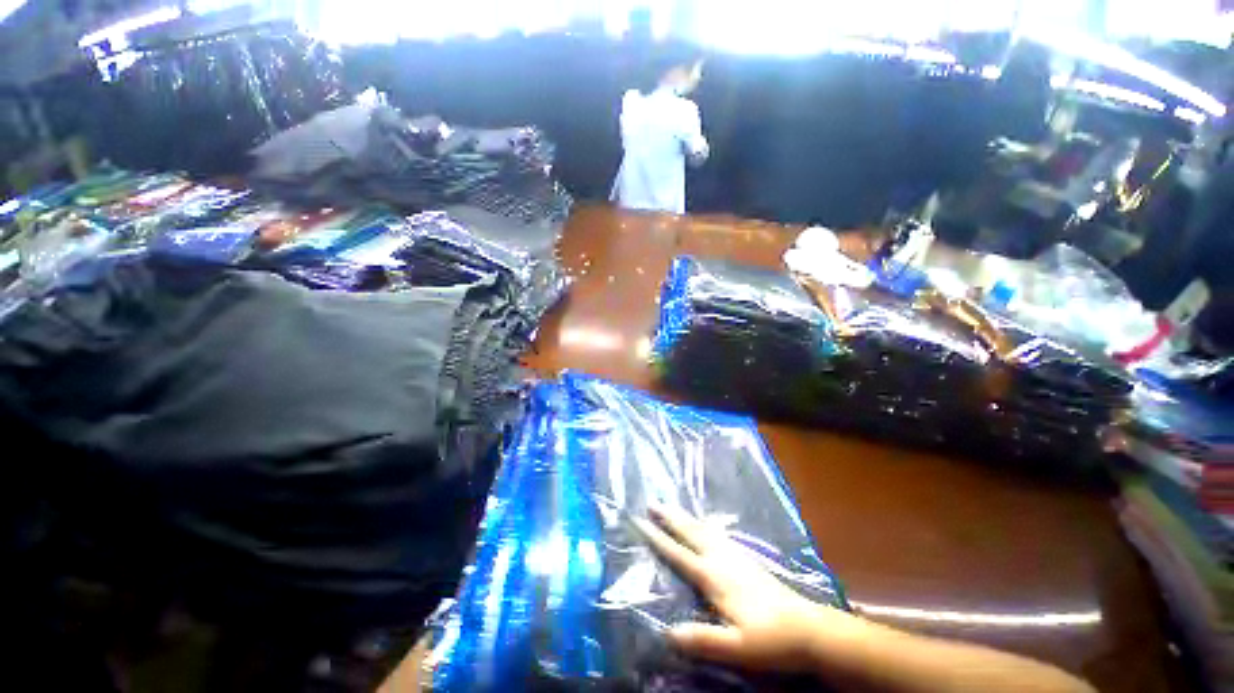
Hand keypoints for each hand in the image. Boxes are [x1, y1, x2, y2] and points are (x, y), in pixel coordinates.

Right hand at [634, 503, 857, 673]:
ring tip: (672, 507)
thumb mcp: (736, 648)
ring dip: (685, 517)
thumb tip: (666, 633)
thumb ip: (703, 640)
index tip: (640, 521)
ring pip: (704, 529)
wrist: (807, 628)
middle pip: (691, 532)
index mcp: (714, 576)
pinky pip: (717, 533)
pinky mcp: (745, 558)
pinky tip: (705, 525)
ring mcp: (735, 555)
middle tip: (652, 502)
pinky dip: (703, 524)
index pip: (679, 553)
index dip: (658, 537)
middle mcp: (721, 559)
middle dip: (670, 517)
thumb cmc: (770, 639)